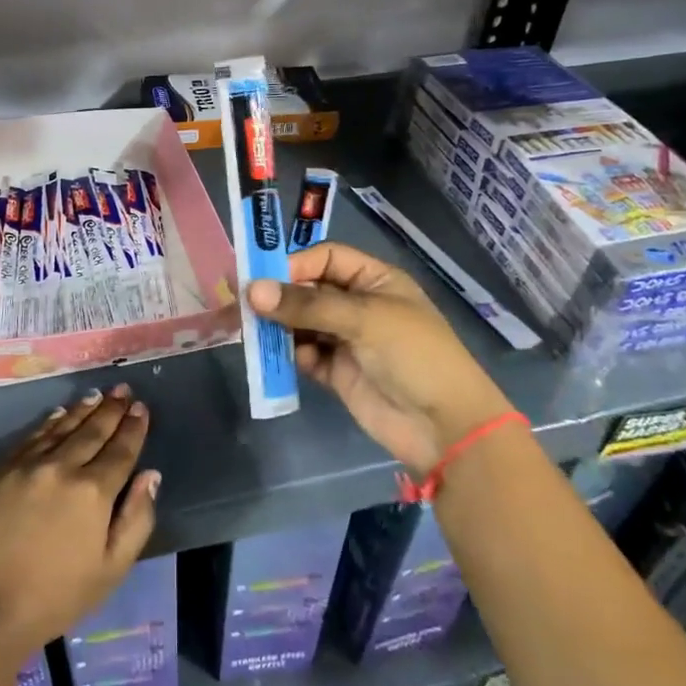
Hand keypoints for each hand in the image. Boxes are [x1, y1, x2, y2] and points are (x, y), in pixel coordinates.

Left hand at [0, 385, 159, 657]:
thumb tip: (151, 475)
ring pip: (62, 427)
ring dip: (83, 409)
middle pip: (93, 431)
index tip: (141, 408)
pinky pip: (31, 436)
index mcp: (94, 492)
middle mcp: (63, 467)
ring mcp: (28, 465)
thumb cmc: (53, 598)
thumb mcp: (110, 570)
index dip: (134, 428)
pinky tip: (59, 414)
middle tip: (122, 390)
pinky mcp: (0, 470)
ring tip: (97, 395)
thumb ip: (136, 519)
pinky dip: (49, 422)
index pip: (121, 450)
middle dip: (111, 409)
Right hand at [248, 243, 511, 472]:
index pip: (326, 258)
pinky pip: (303, 354)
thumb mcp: (364, 319)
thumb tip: (252, 291)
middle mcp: (357, 305)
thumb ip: (307, 305)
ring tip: (248, 330)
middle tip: (241, 303)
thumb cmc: (413, 355)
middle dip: (278, 296)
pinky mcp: (336, 372)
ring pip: (301, 323)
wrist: (444, 427)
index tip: (261, 278)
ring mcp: (346, 339)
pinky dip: (287, 353)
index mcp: (374, 280)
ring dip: (277, 325)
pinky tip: (273, 355)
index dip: (295, 264)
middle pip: (308, 290)